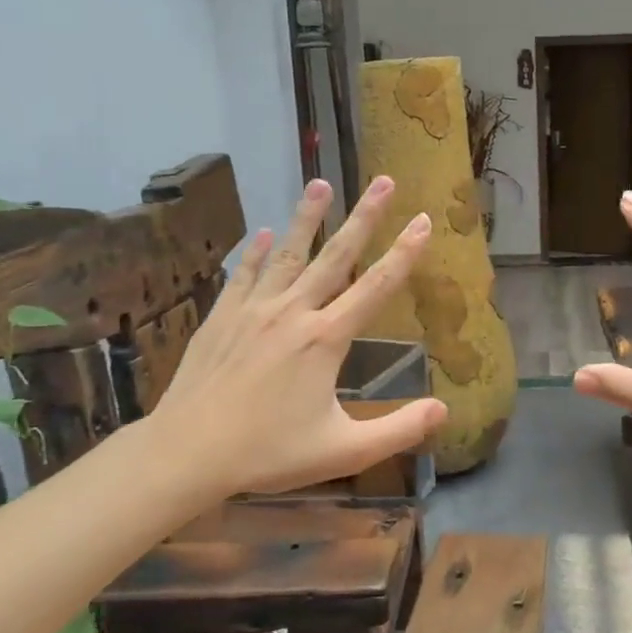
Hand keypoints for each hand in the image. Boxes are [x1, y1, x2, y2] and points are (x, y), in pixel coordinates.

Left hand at [152, 175, 446, 495]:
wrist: (186, 452)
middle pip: (336, 256)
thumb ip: (398, 430)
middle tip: (383, 180)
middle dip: (364, 216)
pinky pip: (244, 275)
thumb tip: (445, 409)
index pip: (376, 286)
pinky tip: (266, 233)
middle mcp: (293, 312)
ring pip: (288, 255)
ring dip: (308, 217)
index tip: (424, 220)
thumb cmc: (268, 452)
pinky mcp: (221, 318)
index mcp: (325, 339)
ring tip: (320, 183)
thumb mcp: (343, 450)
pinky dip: (257, 252)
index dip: (405, 253)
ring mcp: (253, 310)